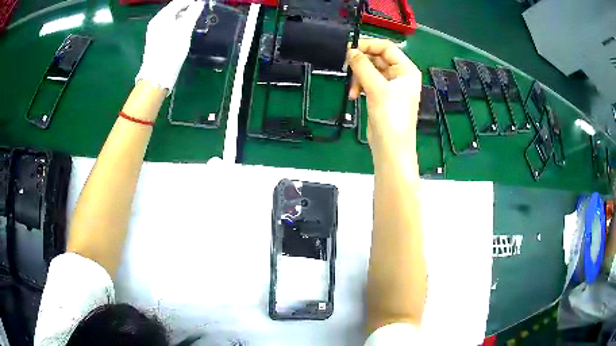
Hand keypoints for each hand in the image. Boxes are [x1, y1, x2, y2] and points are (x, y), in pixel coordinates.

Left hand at [136, 0, 203, 93]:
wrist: (157, 75)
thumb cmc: (171, 51)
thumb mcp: (184, 30)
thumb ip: (192, 14)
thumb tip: (199, 3)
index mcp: (162, 16)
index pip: (178, 2)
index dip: (191, 2)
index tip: (203, 4)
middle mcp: (156, 21)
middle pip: (174, 9)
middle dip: (187, 8)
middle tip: (200, 11)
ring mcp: (155, 31)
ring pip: (171, 18)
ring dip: (183, 16)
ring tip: (194, 20)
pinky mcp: (156, 40)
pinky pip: (168, 26)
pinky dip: (178, 24)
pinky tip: (184, 30)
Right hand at [347, 39, 421, 164]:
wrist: (391, 147)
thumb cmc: (391, 117)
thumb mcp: (377, 88)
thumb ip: (362, 66)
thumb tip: (349, 50)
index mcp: (406, 70)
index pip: (386, 48)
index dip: (368, 45)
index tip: (349, 48)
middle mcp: (400, 75)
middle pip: (377, 58)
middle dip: (361, 63)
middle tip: (346, 67)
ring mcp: (390, 86)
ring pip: (370, 70)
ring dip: (358, 77)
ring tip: (352, 90)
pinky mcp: (381, 96)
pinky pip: (367, 82)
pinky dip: (359, 85)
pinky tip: (353, 95)